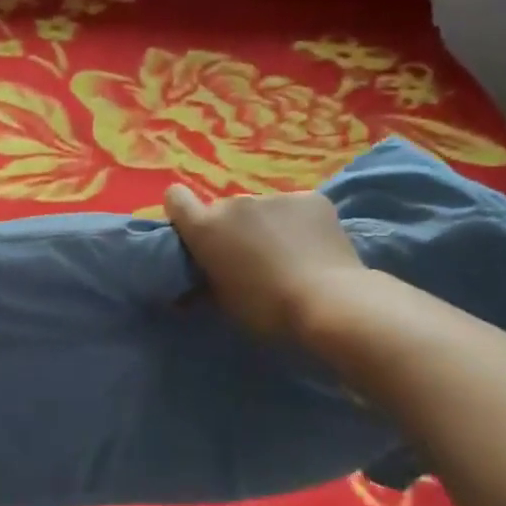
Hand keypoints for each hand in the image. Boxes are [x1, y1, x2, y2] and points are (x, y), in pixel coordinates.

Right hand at [164, 183, 369, 341]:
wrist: (330, 302)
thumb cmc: (265, 308)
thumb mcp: (223, 303)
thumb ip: (203, 285)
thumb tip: (187, 290)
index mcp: (205, 227)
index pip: (176, 198)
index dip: (182, 212)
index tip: (194, 232)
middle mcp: (234, 203)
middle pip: (224, 209)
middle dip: (232, 228)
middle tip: (249, 257)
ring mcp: (274, 197)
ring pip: (262, 209)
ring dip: (266, 225)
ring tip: (288, 254)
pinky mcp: (310, 198)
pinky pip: (295, 208)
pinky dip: (298, 223)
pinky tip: (313, 246)